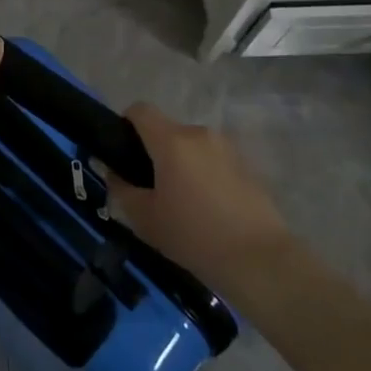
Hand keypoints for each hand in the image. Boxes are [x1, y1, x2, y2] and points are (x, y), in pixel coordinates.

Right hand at [109, 103, 298, 303]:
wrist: (259, 260)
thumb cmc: (193, 236)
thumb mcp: (144, 219)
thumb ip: (121, 189)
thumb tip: (111, 172)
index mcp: (172, 141)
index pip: (140, 110)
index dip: (126, 124)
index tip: (123, 154)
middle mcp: (200, 134)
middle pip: (167, 131)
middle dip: (155, 153)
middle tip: (150, 189)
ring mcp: (227, 148)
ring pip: (191, 147)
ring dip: (182, 165)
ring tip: (182, 203)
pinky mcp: (247, 165)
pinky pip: (213, 161)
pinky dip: (204, 175)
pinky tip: (208, 210)